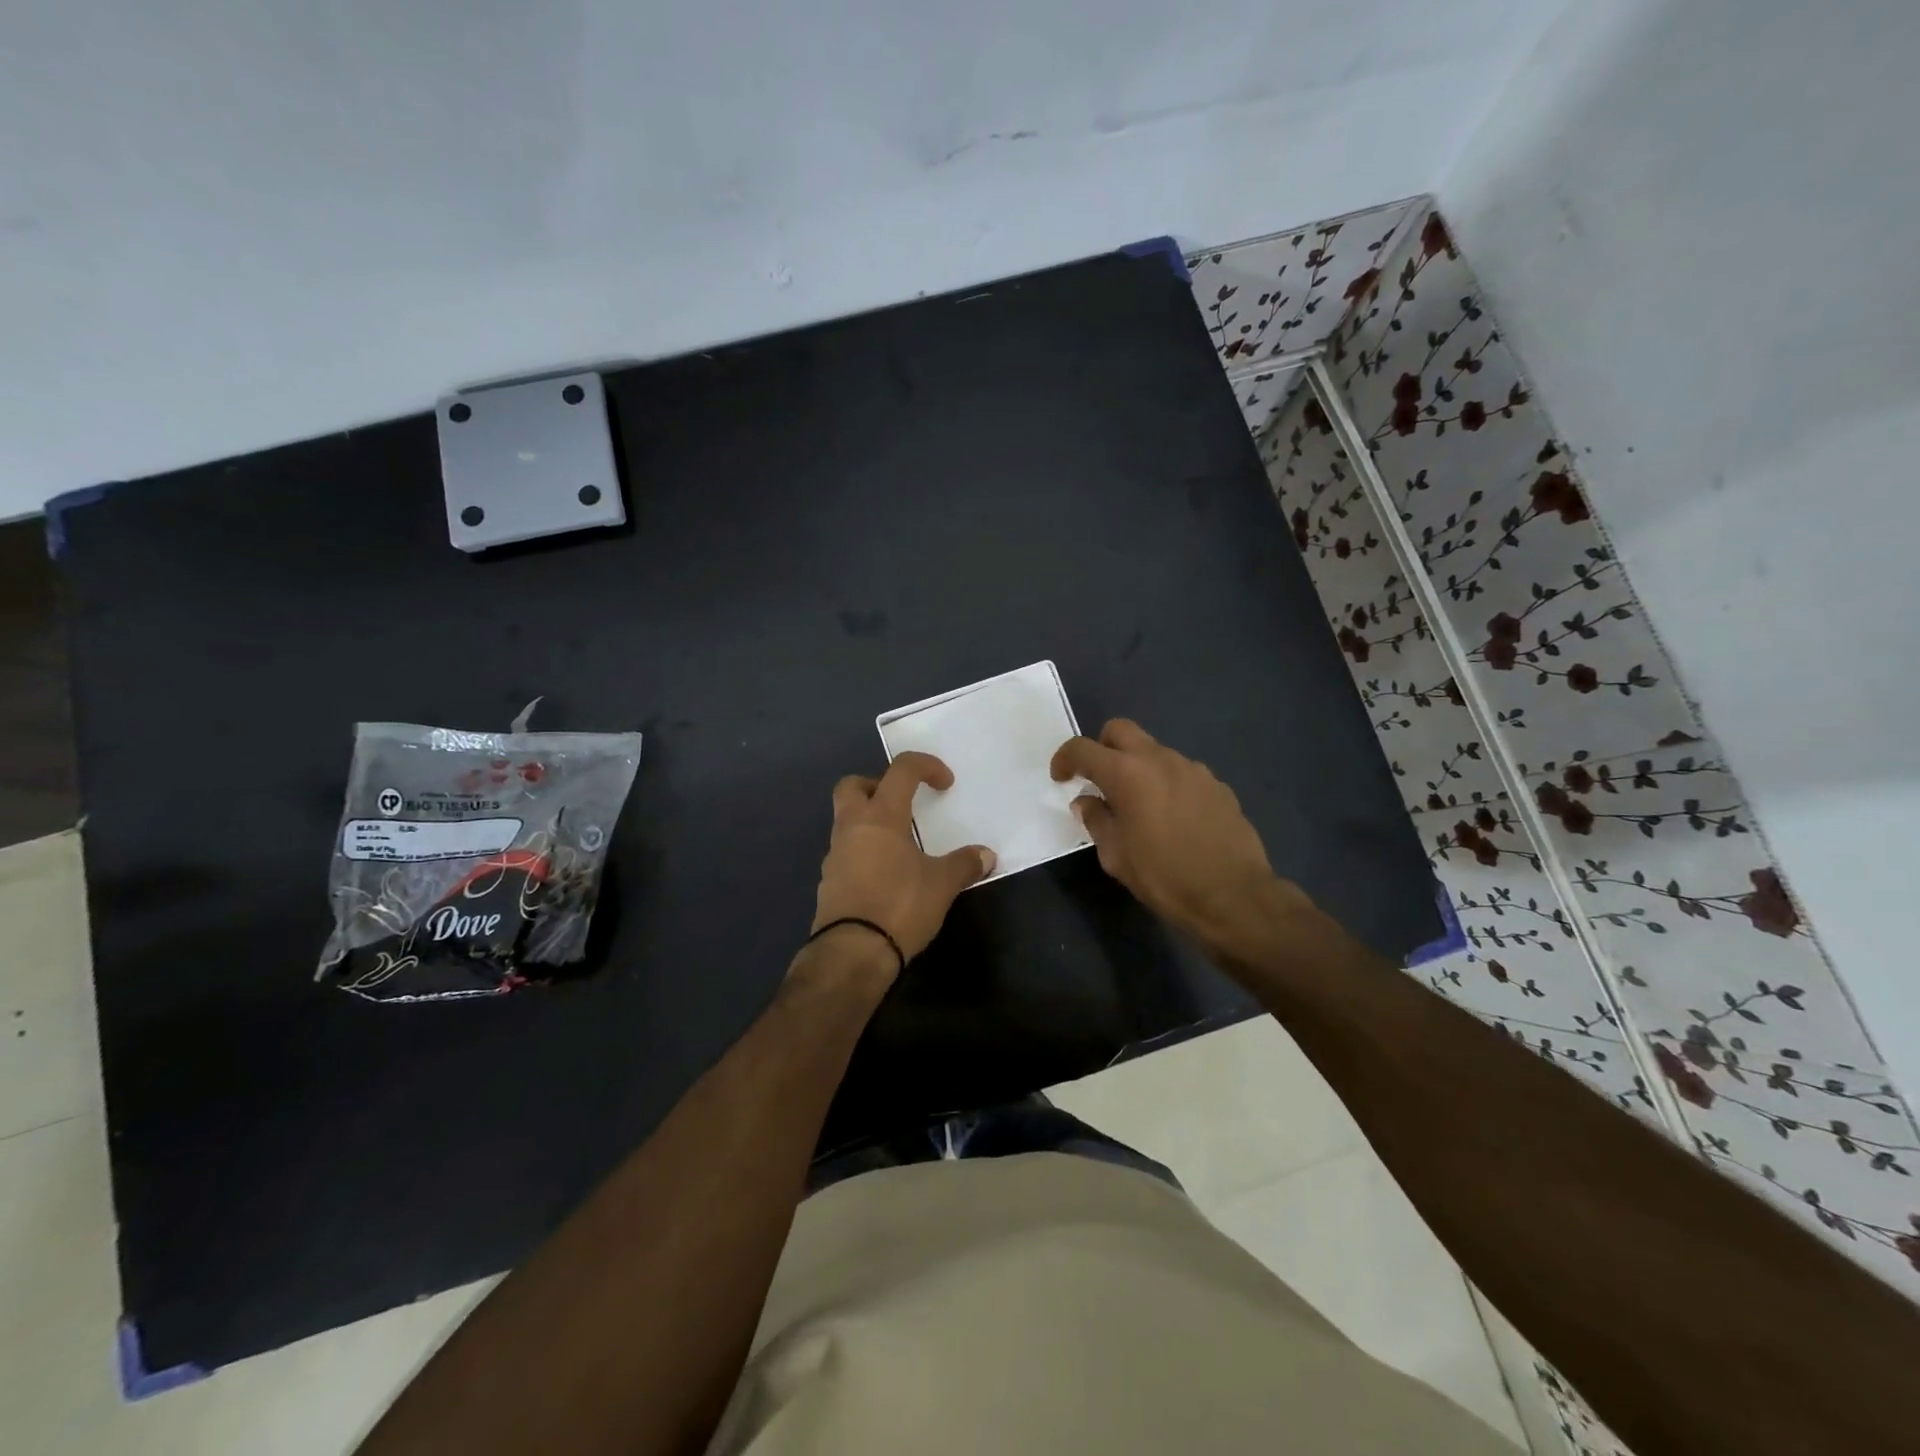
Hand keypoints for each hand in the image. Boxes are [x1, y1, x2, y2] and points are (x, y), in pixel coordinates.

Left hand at [809, 752, 996, 971]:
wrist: (852, 952)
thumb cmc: (900, 905)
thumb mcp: (942, 885)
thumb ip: (964, 865)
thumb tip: (986, 855)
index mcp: (881, 816)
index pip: (901, 771)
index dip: (925, 766)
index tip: (945, 783)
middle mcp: (852, 827)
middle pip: (852, 786)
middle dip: (876, 785)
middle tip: (902, 804)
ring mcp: (835, 855)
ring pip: (847, 821)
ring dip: (870, 823)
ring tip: (901, 846)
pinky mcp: (829, 882)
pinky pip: (846, 852)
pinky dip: (864, 853)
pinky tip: (886, 876)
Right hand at [1050, 719, 1312, 954]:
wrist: (1233, 896)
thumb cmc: (1164, 877)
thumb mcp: (1116, 856)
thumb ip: (1097, 821)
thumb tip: (1087, 802)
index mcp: (1126, 773)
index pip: (1082, 749)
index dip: (1065, 759)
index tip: (1061, 778)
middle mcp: (1159, 760)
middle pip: (1121, 730)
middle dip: (1102, 747)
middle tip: (1099, 780)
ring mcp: (1193, 769)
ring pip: (1154, 751)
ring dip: (1138, 768)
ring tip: (1140, 806)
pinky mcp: (1217, 785)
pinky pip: (1182, 773)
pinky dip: (1168, 784)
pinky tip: (1173, 819)